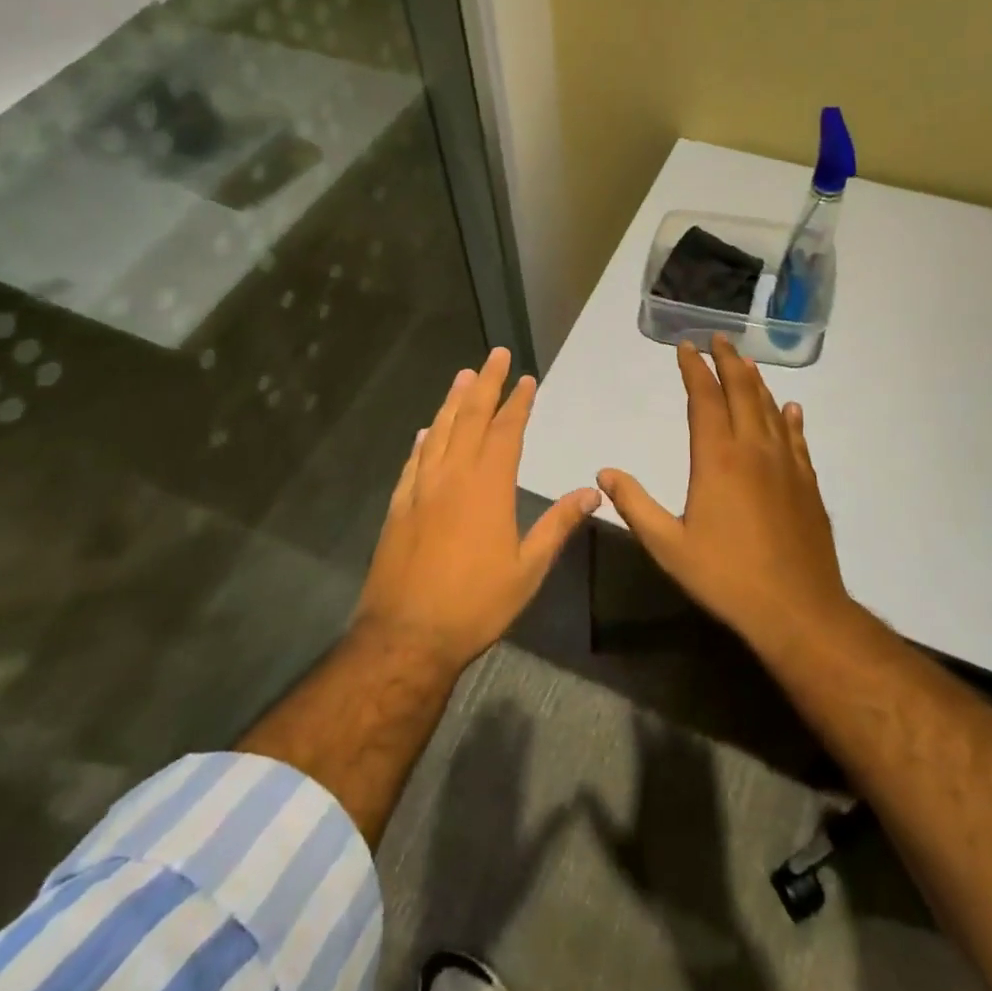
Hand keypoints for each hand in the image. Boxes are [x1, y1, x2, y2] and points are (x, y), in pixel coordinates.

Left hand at [353, 347, 600, 672]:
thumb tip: (592, 492)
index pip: (507, 430)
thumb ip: (558, 525)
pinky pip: (414, 461)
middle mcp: (453, 475)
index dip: (518, 402)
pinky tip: (427, 431)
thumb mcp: (528, 569)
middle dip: (486, 384)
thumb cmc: (475, 603)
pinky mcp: (399, 505)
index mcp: (488, 486)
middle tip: (495, 355)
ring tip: (464, 376)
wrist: (406, 635)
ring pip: (440, 431)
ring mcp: (421, 488)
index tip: (526, 379)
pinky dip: (424, 440)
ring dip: (454, 401)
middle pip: (471, 417)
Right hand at [596, 336, 849, 655]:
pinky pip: (797, 438)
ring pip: (770, 409)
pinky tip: (791, 409)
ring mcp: (786, 464)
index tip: (685, 347)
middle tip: (718, 339)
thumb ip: (635, 505)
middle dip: (728, 361)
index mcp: (718, 459)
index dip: (694, 369)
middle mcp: (754, 450)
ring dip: (756, 382)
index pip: (705, 399)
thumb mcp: (668, 546)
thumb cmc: (727, 576)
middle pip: (742, 391)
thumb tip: (604, 473)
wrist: (798, 609)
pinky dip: (790, 417)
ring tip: (746, 362)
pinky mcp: (808, 483)